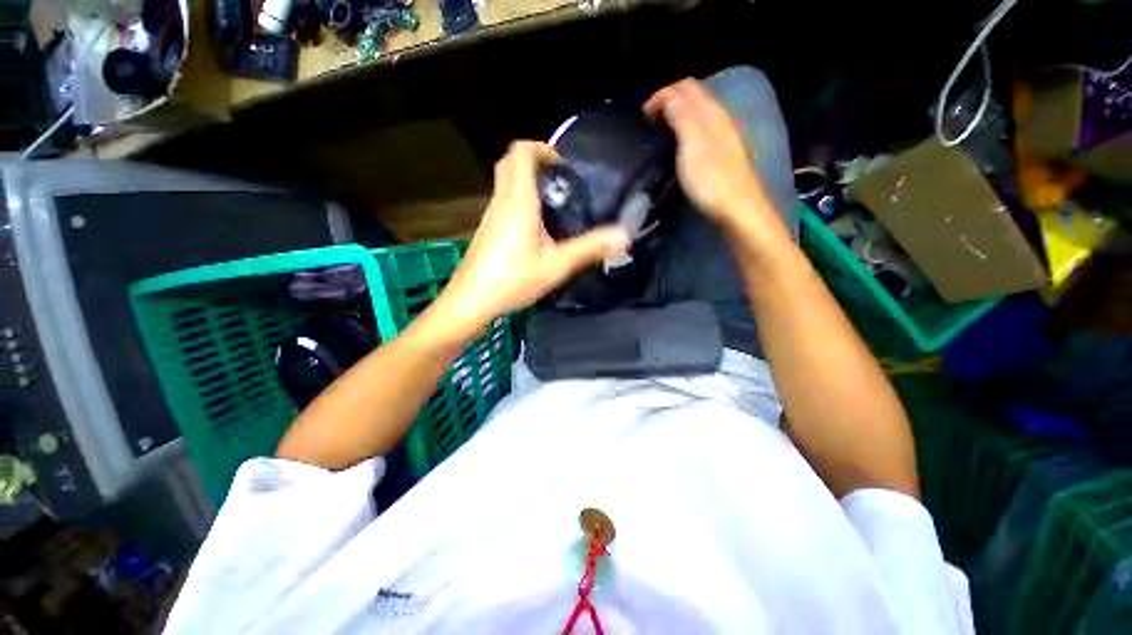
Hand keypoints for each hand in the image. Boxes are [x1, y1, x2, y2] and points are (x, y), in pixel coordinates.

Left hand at [433, 141, 629, 333]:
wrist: (471, 300)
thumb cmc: (513, 280)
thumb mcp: (557, 265)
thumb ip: (590, 247)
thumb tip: (623, 235)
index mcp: (518, 202)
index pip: (521, 152)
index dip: (542, 149)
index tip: (563, 169)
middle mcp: (500, 201)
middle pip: (510, 163)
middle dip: (535, 163)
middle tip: (559, 184)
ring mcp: (490, 215)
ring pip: (505, 183)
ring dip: (527, 184)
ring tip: (553, 208)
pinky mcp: (487, 230)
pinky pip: (503, 202)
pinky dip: (520, 202)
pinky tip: (535, 230)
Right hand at [644, 78, 769, 225]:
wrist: (736, 209)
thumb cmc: (711, 179)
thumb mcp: (692, 146)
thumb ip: (682, 117)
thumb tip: (669, 97)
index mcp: (712, 113)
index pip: (686, 87)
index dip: (662, 94)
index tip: (642, 115)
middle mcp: (719, 119)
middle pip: (693, 96)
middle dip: (669, 101)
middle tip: (648, 122)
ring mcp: (722, 136)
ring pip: (697, 113)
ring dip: (676, 115)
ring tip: (658, 131)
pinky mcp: (721, 153)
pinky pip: (700, 129)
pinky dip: (684, 129)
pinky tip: (677, 145)